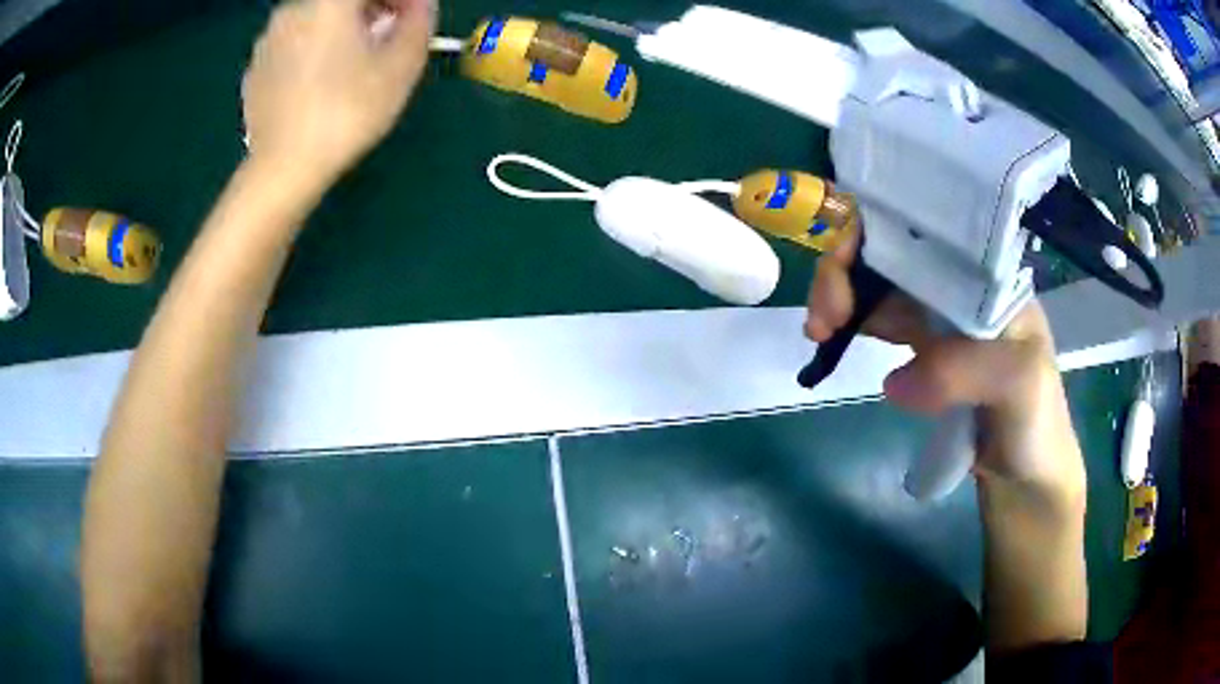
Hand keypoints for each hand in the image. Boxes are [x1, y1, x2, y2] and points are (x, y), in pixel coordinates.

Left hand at [242, 0, 434, 187]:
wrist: (282, 169)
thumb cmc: (346, 112)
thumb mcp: (401, 66)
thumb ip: (418, 22)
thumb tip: (420, 5)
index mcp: (329, 1)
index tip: (415, 19)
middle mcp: (294, 9)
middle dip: (372, 9)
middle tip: (390, 36)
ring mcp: (268, 39)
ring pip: (316, 17)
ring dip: (342, 27)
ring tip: (356, 62)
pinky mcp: (255, 68)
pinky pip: (294, 42)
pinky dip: (314, 47)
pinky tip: (323, 81)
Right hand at [805, 228, 1084, 500]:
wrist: (1024, 470)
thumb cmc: (1035, 419)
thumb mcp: (1018, 384)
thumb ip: (966, 369)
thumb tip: (894, 381)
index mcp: (988, 270)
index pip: (925, 225)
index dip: (877, 236)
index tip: (847, 278)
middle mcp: (961, 279)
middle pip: (891, 247)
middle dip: (846, 267)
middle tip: (822, 320)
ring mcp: (940, 310)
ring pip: (878, 279)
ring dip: (841, 293)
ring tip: (818, 332)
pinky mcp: (924, 343)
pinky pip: (879, 316)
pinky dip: (851, 320)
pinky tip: (832, 339)